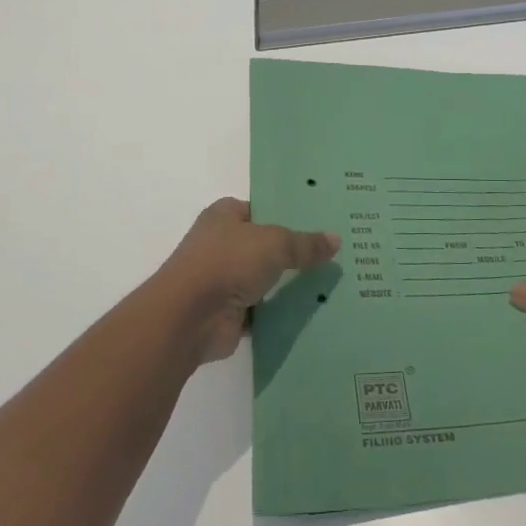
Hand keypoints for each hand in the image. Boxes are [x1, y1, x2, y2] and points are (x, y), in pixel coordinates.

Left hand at [154, 198, 339, 363]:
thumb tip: (336, 239)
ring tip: (331, 283)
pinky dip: (281, 313)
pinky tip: (313, 311)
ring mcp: (223, 280)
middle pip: (266, 244)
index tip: (322, 220)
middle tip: (335, 253)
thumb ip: (305, 243)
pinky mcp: (228, 312)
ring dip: (289, 285)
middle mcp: (221, 244)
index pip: (262, 208)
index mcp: (225, 215)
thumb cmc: (227, 263)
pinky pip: (263, 310)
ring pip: (266, 279)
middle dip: (295, 251)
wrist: (189, 317)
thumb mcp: (275, 243)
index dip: (289, 213)